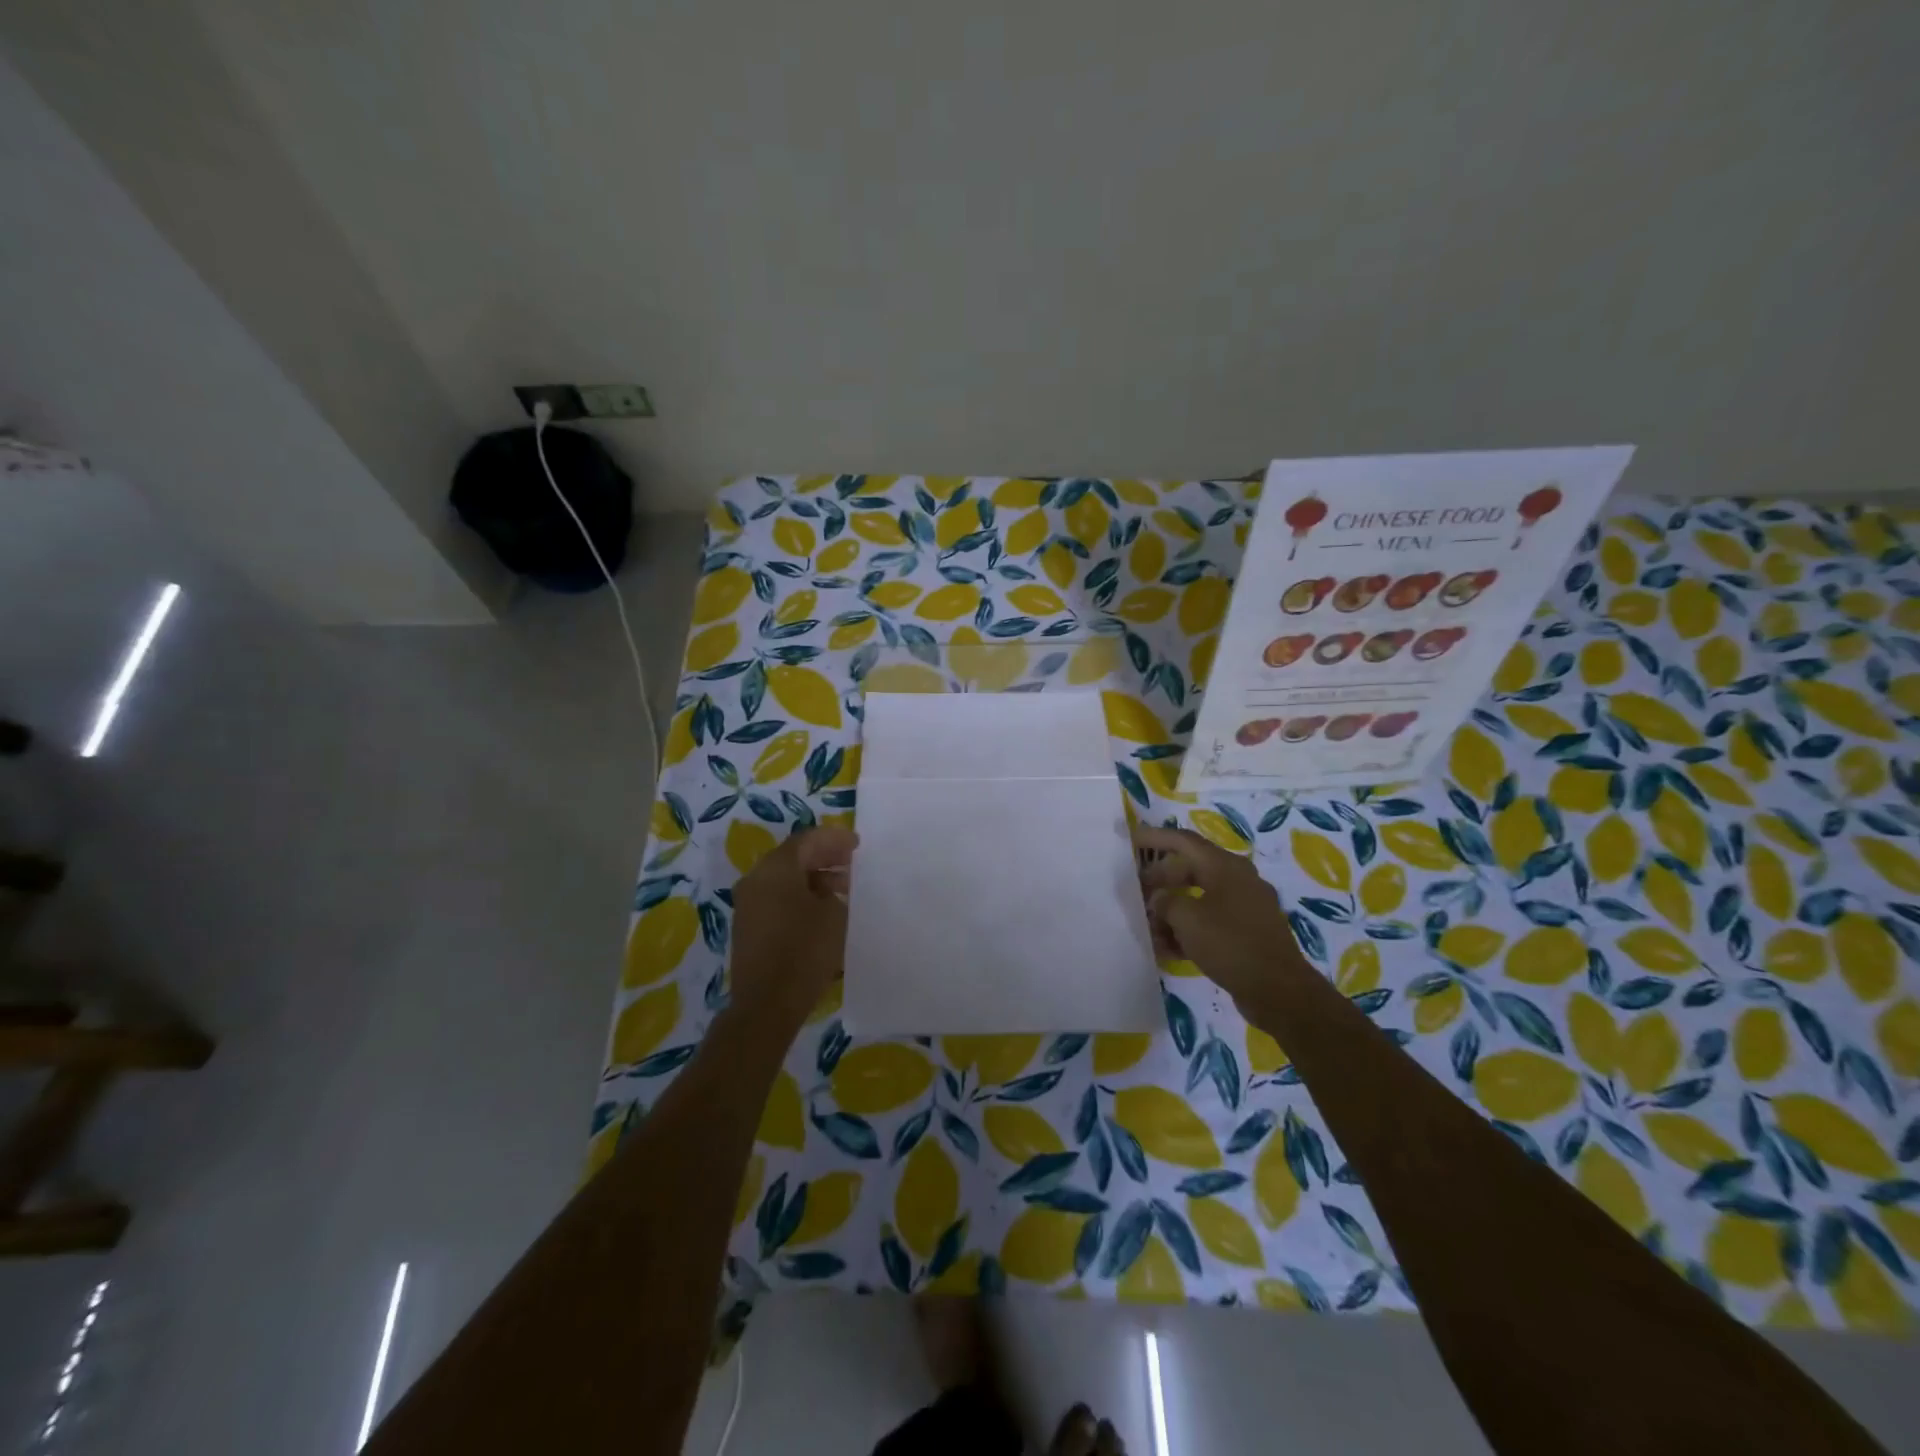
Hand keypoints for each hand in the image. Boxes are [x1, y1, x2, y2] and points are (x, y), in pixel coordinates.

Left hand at [727, 826, 857, 1032]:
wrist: (767, 1003)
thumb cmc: (805, 950)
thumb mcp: (833, 914)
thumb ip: (834, 891)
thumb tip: (828, 890)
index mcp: (775, 869)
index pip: (807, 840)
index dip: (834, 839)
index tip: (857, 845)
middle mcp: (756, 879)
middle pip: (793, 857)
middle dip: (824, 857)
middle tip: (852, 863)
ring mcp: (748, 904)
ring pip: (784, 879)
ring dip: (814, 879)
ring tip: (843, 890)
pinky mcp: (749, 927)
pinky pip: (777, 899)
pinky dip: (800, 897)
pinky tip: (822, 910)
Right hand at [1133, 825, 1310, 1014]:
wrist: (1280, 991)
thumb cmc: (1231, 944)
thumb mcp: (1187, 919)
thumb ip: (1165, 902)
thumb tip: (1159, 900)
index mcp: (1225, 866)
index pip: (1183, 841)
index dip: (1155, 838)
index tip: (1131, 840)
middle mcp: (1238, 880)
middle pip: (1190, 869)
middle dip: (1160, 880)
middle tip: (1135, 892)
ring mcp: (1245, 907)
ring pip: (1199, 898)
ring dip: (1172, 911)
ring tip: (1148, 928)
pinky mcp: (1247, 933)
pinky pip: (1211, 922)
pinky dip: (1189, 930)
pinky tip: (1168, 950)